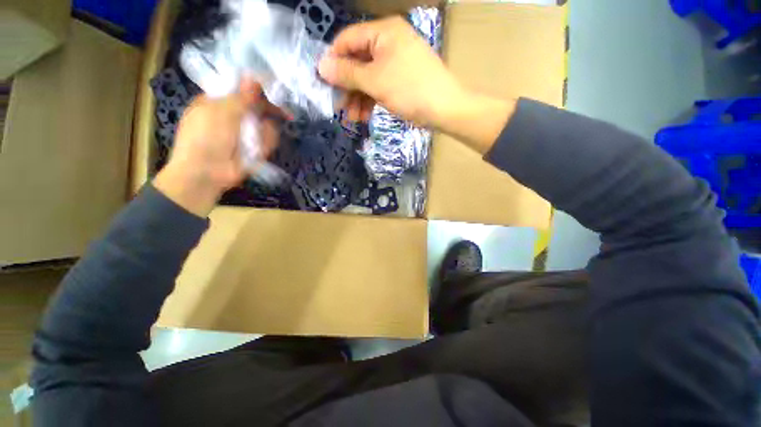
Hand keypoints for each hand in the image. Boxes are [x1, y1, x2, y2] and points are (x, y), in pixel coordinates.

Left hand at [154, 79, 286, 216]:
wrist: (206, 173)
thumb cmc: (205, 138)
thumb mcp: (220, 113)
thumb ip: (240, 97)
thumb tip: (255, 77)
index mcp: (220, 102)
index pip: (243, 90)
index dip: (259, 89)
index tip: (275, 89)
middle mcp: (235, 116)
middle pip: (260, 108)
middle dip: (269, 112)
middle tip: (285, 114)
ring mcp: (246, 134)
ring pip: (267, 126)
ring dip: (266, 133)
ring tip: (255, 144)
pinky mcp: (255, 149)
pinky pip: (268, 142)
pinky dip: (265, 146)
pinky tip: (256, 153)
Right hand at [318, 17, 465, 126]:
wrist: (444, 108)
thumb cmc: (409, 89)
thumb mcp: (375, 80)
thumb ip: (347, 73)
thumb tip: (321, 66)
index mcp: (383, 32)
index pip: (348, 40)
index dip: (333, 61)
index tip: (323, 82)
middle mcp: (388, 43)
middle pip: (358, 62)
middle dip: (347, 87)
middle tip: (338, 107)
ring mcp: (395, 63)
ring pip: (368, 78)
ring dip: (358, 98)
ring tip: (353, 118)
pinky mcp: (400, 81)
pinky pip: (379, 87)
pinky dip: (370, 101)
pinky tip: (364, 116)